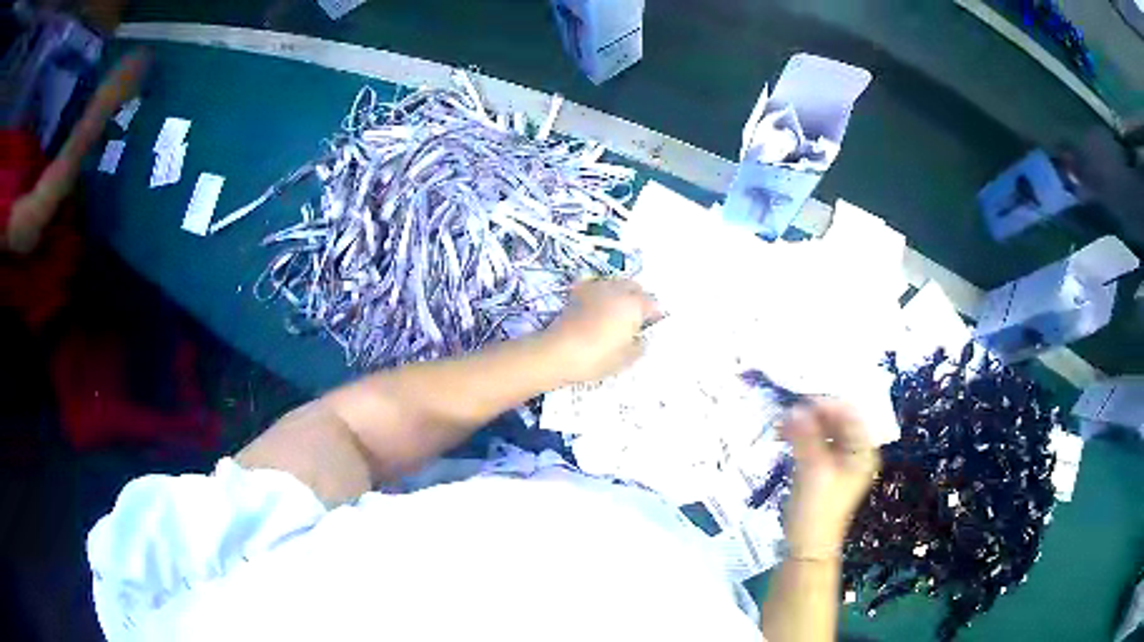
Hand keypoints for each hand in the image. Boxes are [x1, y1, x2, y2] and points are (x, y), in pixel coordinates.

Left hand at [540, 278, 659, 384]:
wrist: (559, 352)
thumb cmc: (597, 358)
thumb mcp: (626, 359)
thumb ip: (640, 346)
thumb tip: (641, 339)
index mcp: (634, 305)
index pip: (652, 303)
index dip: (654, 314)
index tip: (651, 326)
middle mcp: (617, 290)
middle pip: (634, 287)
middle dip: (638, 299)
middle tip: (635, 317)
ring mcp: (596, 288)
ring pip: (615, 284)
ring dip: (619, 294)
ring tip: (616, 312)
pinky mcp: (578, 292)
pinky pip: (596, 287)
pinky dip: (600, 294)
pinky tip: (597, 307)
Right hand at [779, 399, 878, 558]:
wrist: (807, 546)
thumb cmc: (817, 509)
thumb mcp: (813, 470)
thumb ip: (806, 436)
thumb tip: (794, 407)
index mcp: (863, 450)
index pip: (849, 414)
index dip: (826, 404)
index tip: (799, 403)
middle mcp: (855, 451)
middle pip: (836, 421)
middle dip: (811, 414)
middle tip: (784, 413)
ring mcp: (839, 460)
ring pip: (823, 431)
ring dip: (803, 425)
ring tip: (779, 426)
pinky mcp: (823, 468)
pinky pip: (814, 443)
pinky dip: (800, 437)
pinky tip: (783, 436)